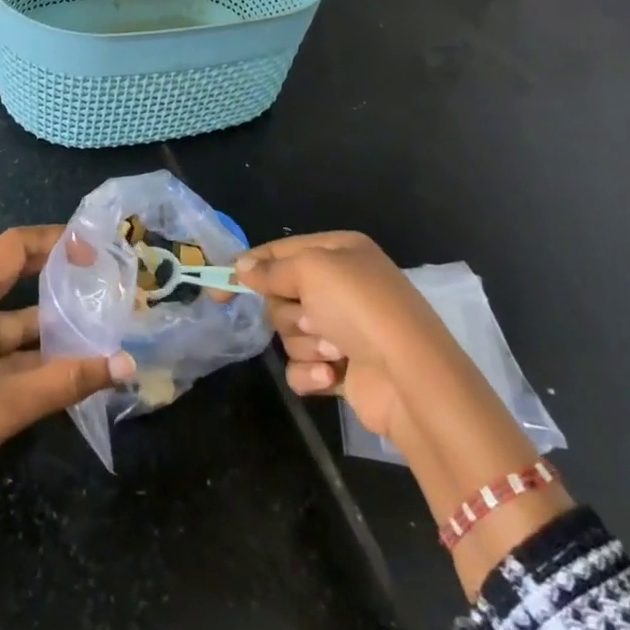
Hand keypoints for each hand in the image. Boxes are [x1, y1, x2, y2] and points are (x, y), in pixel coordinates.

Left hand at [0, 227, 132, 629]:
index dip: (55, 241)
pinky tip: (62, 363)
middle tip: (99, 281)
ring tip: (94, 325)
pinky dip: (26, 348)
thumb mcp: (12, 402)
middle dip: (54, 276)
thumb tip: (127, 366)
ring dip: (46, 322)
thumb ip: (71, 379)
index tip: (94, 250)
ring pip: (6, 315)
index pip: (14, 246)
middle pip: (11, 274)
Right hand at [234, 231, 432, 443]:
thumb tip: (242, 267)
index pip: (280, 251)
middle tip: (312, 318)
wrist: (411, 378)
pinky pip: (302, 366)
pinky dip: (310, 373)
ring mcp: (343, 328)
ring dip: (304, 343)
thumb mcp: (312, 270)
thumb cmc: (360, 308)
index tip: (217, 289)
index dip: (248, 267)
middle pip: (281, 295)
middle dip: (289, 311)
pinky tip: (330, 376)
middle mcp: (342, 286)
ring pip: (289, 332)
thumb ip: (271, 268)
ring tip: (333, 351)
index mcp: (340, 252)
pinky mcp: (342, 368)